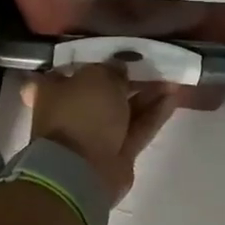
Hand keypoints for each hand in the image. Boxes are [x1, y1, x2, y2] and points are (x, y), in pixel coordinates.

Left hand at [22, 65, 178, 205]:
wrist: (82, 172)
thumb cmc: (81, 114)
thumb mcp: (96, 77)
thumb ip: (111, 69)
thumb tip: (119, 69)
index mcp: (52, 91)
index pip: (69, 70)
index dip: (92, 60)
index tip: (114, 53)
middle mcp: (71, 112)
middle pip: (102, 91)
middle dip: (127, 79)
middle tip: (151, 65)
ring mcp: (94, 135)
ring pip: (124, 109)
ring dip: (147, 95)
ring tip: (171, 79)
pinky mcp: (117, 153)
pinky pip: (137, 128)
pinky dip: (154, 114)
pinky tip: (173, 98)